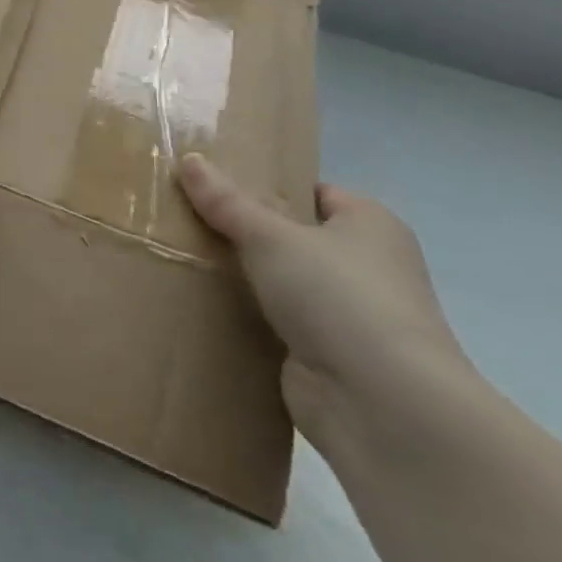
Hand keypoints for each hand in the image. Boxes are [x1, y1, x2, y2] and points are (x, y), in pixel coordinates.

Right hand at [176, 153, 471, 439]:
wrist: (380, 403)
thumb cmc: (337, 297)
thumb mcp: (270, 236)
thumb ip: (226, 201)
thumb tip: (189, 158)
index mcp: (370, 224)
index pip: (312, 192)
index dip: (266, 186)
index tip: (213, 186)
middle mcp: (367, 266)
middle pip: (292, 236)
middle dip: (244, 232)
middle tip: (187, 219)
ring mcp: (348, 314)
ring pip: (281, 281)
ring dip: (242, 277)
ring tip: (181, 256)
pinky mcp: (327, 354)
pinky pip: (276, 322)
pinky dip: (246, 316)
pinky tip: (201, 305)